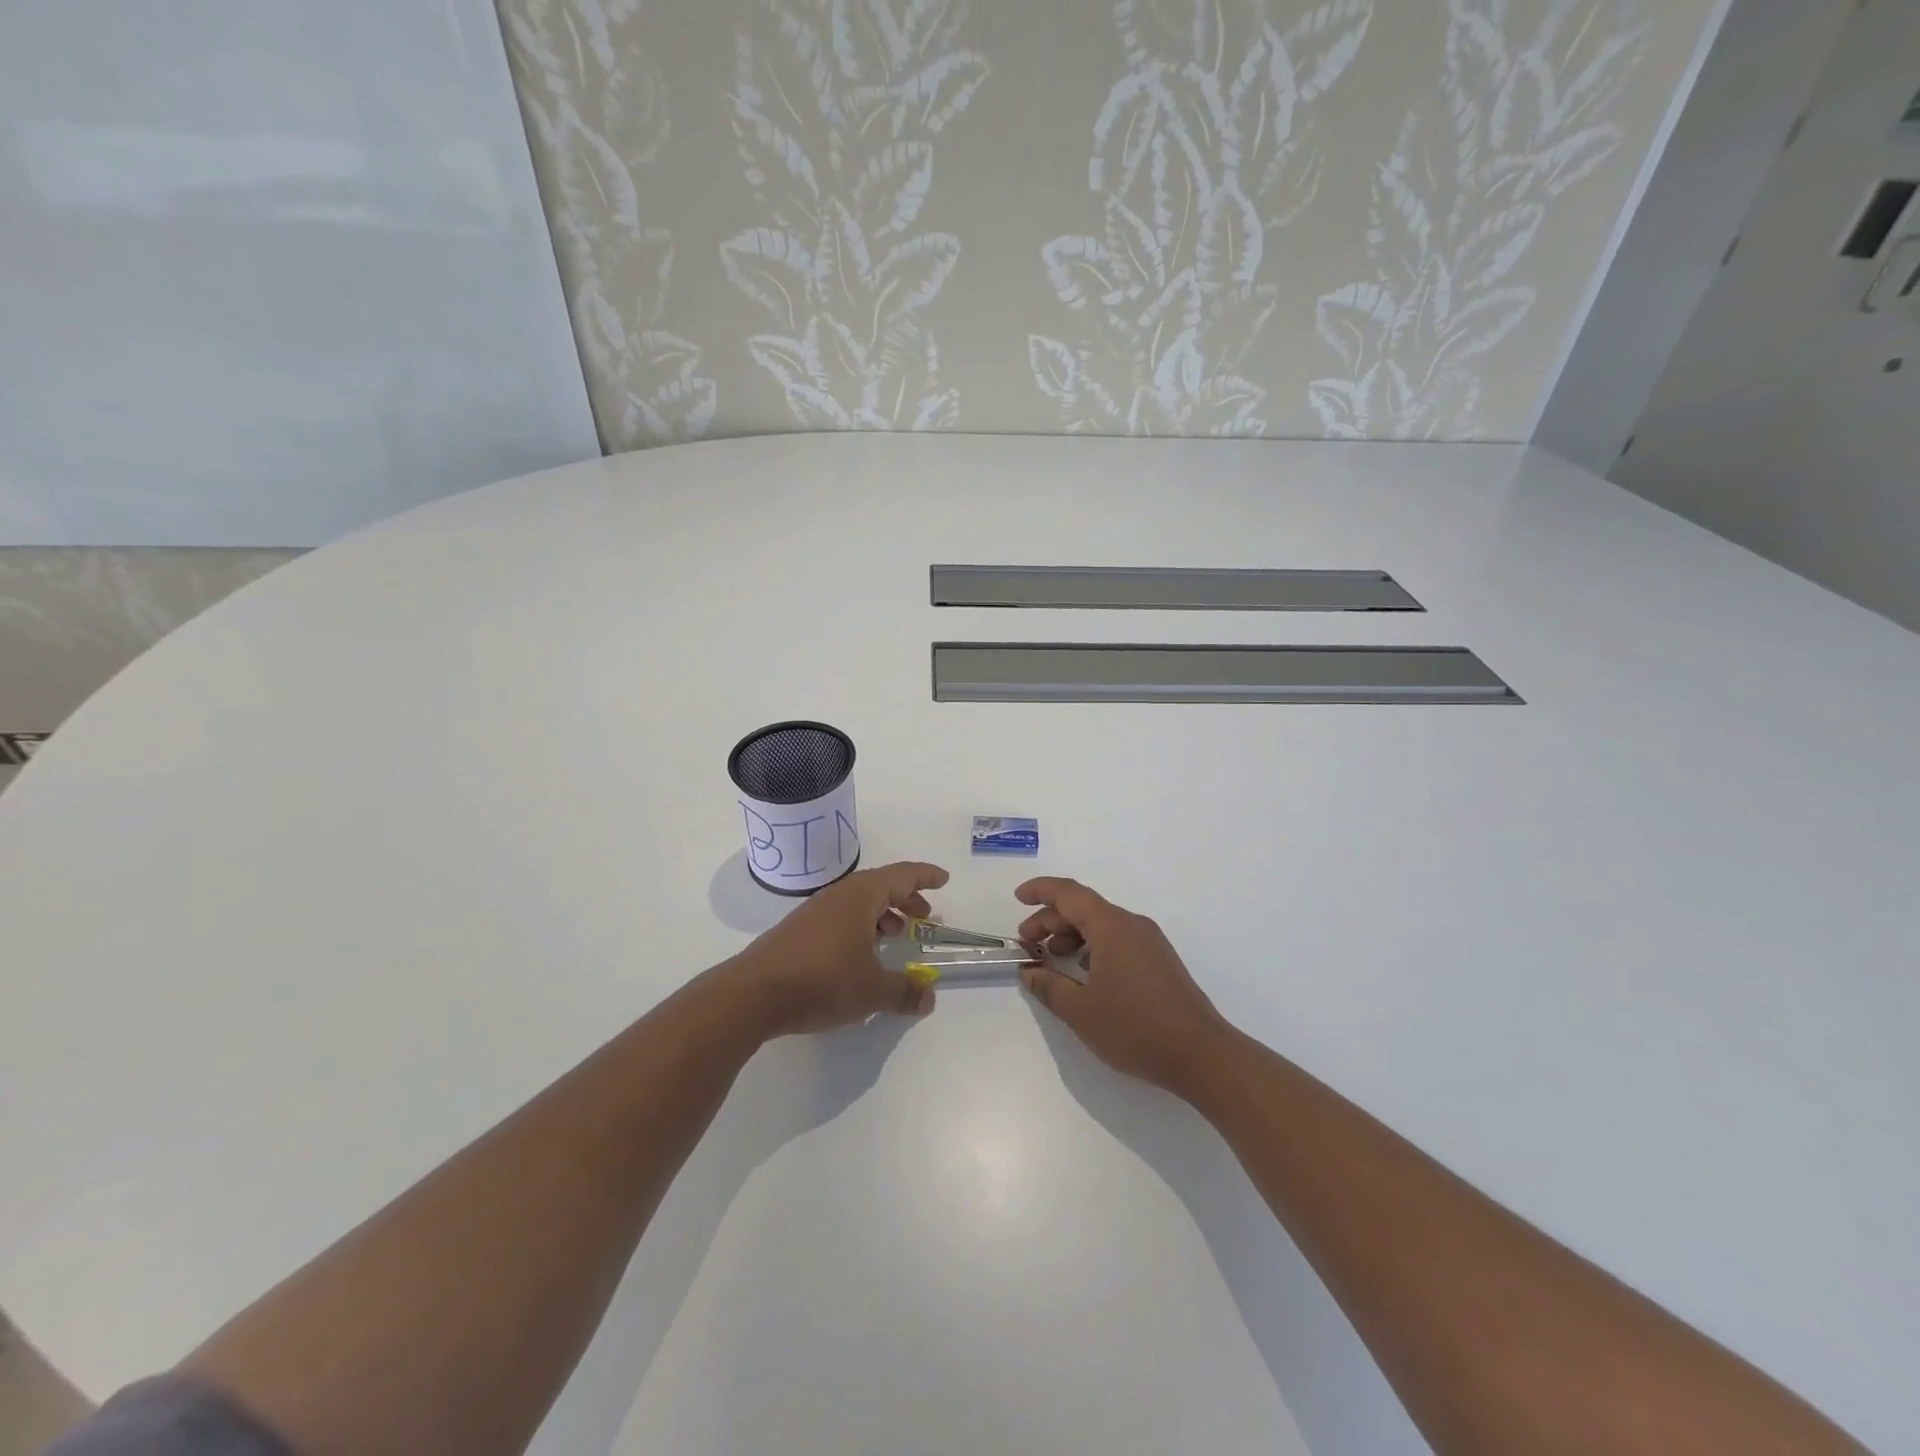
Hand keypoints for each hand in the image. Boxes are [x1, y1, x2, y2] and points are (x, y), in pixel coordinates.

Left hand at [725, 861, 949, 1036]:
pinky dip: (860, 928)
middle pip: (880, 887)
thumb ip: (905, 991)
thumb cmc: (822, 981)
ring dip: (882, 915)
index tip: (943, 880)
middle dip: (906, 899)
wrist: (752, 995)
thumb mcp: (872, 990)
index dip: (925, 877)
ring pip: (858, 904)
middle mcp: (838, 896)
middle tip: (924, 917)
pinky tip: (860, 956)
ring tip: (895, 937)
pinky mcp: (798, 933)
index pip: (901, 875)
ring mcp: (814, 913)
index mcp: (861, 896)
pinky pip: (840, 919)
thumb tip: (929, 997)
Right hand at [1016, 877, 1229, 1096]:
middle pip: (1084, 908)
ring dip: (1072, 935)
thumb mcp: (1080, 1011)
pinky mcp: (1160, 962)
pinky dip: (1093, 947)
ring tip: (1051, 958)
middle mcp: (1132, 925)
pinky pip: (1118, 940)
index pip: (1069, 893)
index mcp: (1111, 927)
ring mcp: (1150, 942)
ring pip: (1102, 925)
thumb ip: (1049, 986)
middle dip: (1051, 920)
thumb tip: (1029, 972)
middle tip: (1026, 943)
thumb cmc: (1136, 1028)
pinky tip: (1084, 973)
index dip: (1040, 891)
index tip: (1017, 898)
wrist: (1202, 1055)